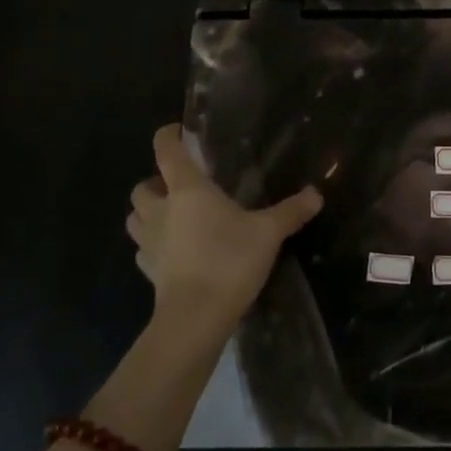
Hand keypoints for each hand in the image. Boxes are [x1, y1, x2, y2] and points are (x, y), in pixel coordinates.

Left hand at [127, 124, 322, 342]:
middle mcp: (161, 210)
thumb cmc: (229, 261)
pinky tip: (173, 251)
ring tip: (172, 217)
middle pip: (142, 186)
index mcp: (187, 190)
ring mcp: (150, 243)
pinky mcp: (148, 271)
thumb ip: (290, 211)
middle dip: (155, 182)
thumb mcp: (268, 233)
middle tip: (179, 186)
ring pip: (135, 218)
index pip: (166, 151)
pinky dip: (152, 245)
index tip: (177, 131)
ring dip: (147, 213)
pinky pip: (143, 250)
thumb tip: (316, 194)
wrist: (195, 318)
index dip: (167, 136)